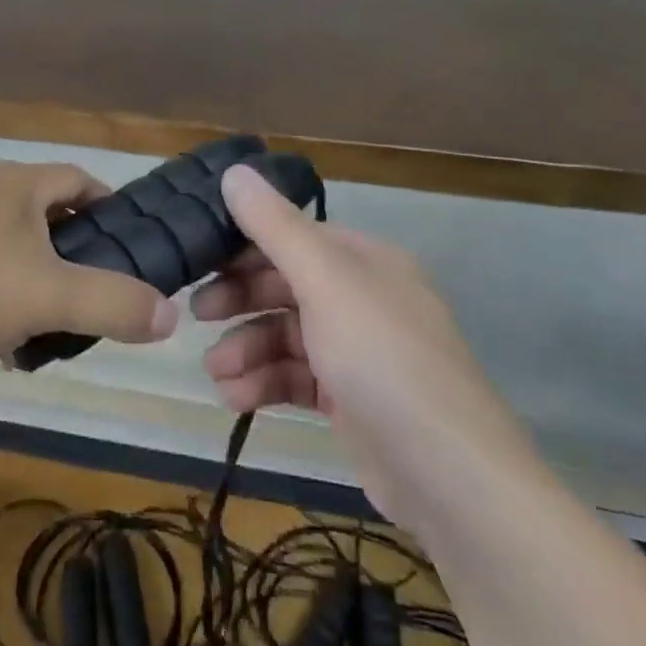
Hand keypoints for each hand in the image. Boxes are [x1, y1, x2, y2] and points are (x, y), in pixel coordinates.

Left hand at [0, 160, 177, 384]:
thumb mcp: (45, 297)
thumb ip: (113, 303)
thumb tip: (170, 315)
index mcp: (18, 184)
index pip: (84, 181)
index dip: (114, 212)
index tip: (134, 253)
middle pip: (50, 216)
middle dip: (78, 256)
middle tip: (99, 301)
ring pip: (14, 248)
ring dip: (38, 283)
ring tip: (53, 330)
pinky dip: (0, 298)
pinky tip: (0, 343)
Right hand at [192, 165, 529, 524]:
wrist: (447, 474)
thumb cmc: (381, 358)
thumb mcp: (325, 281)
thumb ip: (275, 227)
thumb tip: (234, 170)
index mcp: (365, 260)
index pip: (293, 236)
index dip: (245, 244)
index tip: (199, 259)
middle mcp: (363, 298)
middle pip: (286, 285)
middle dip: (240, 300)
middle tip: (197, 314)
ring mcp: (358, 351)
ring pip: (286, 336)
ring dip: (247, 350)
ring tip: (217, 374)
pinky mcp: (350, 400)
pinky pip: (296, 377)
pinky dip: (264, 384)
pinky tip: (235, 398)